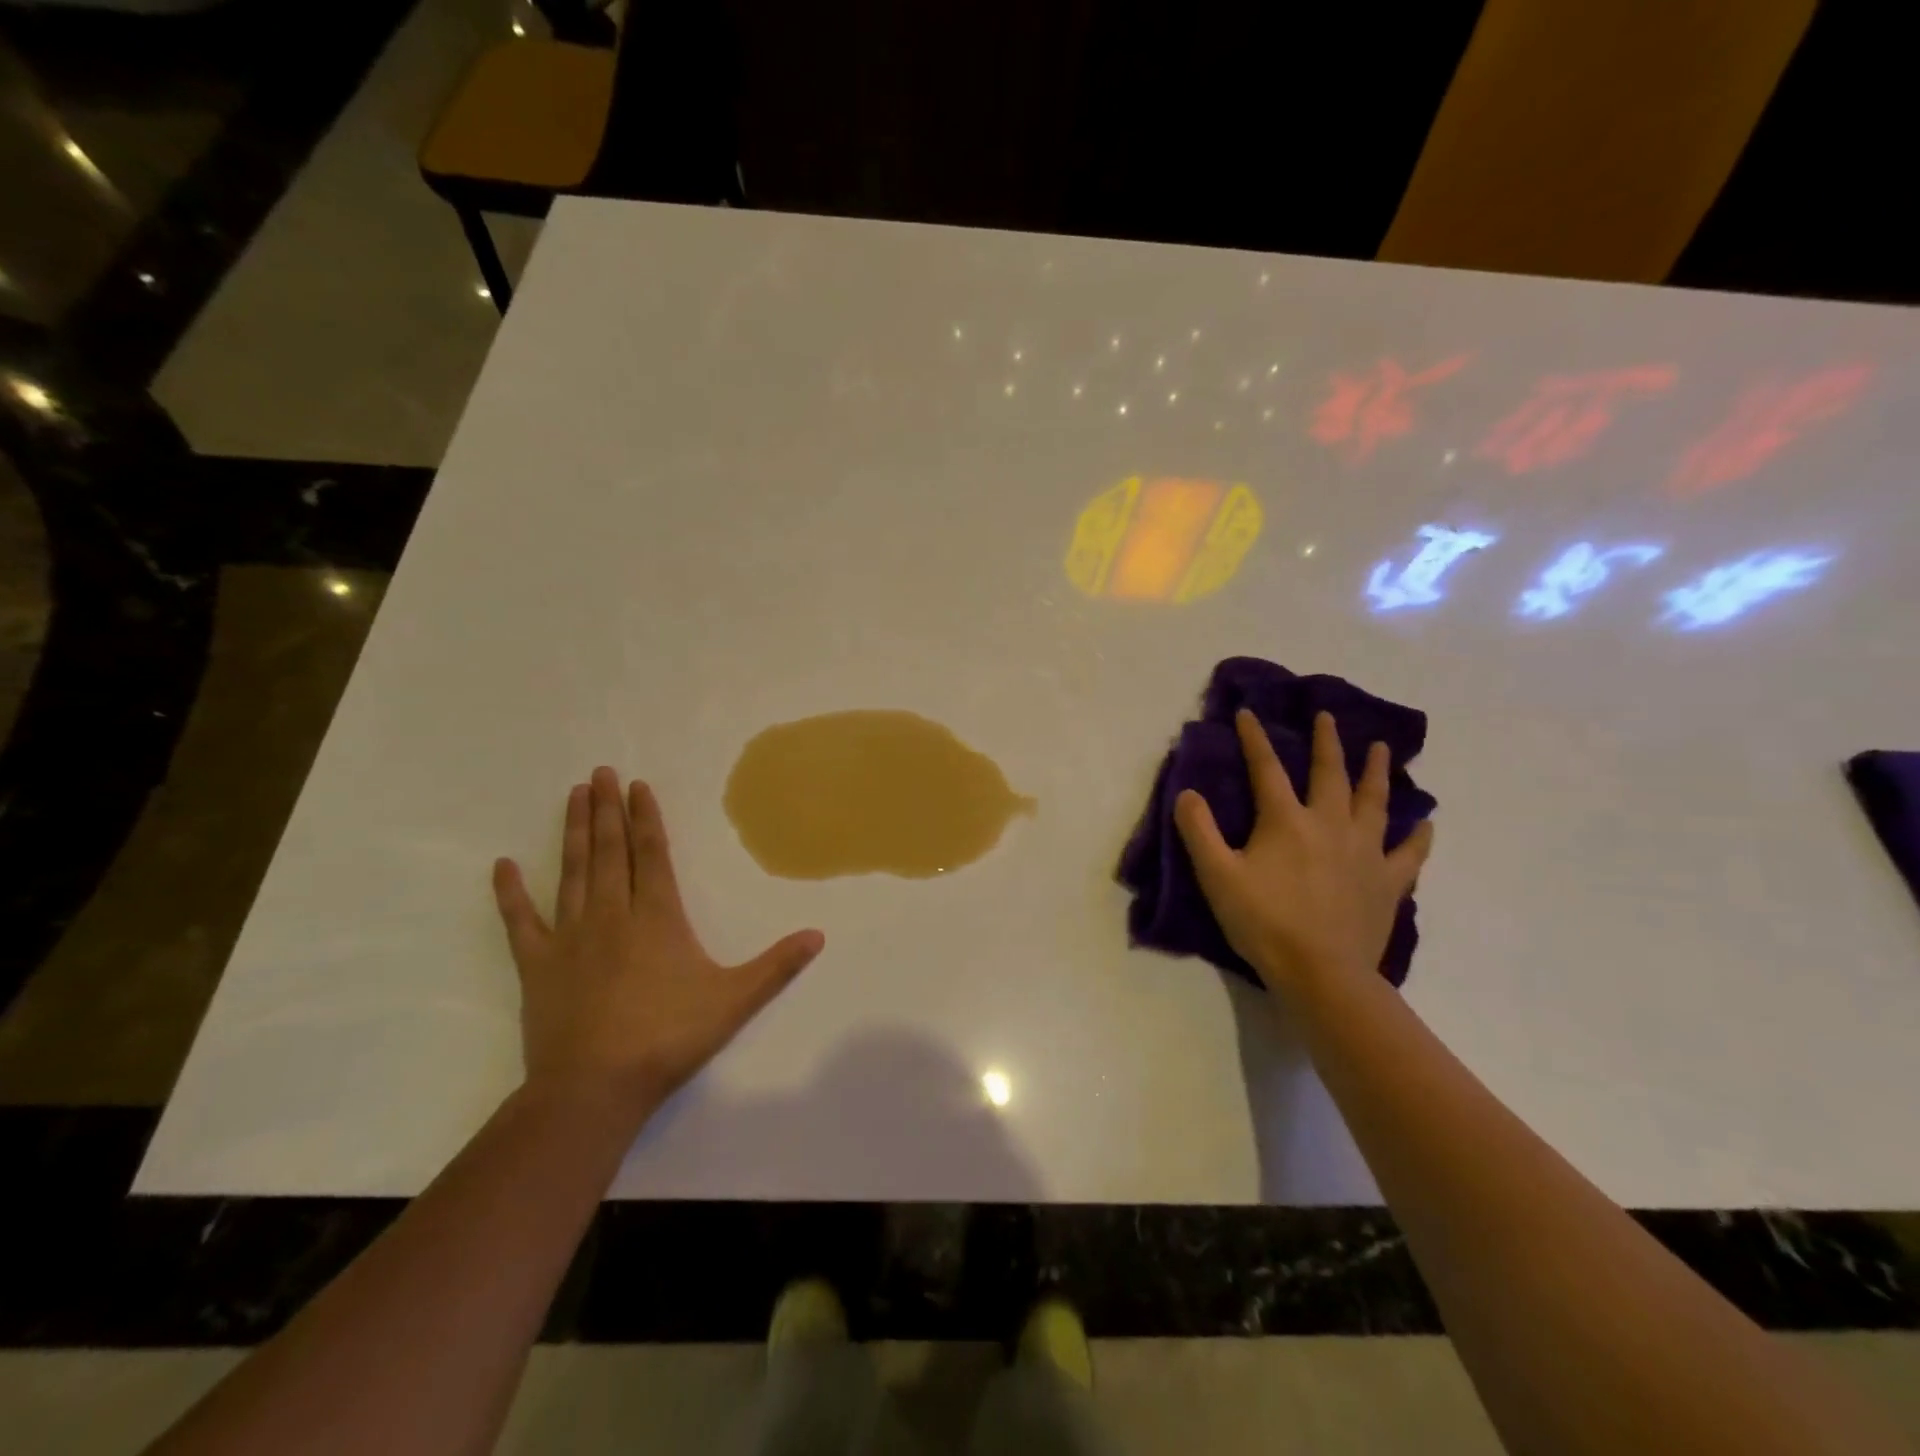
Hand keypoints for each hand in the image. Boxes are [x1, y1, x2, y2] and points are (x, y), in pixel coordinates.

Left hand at [492, 767, 823, 1123]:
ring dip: (574, 833)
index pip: (652, 854)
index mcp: (657, 917)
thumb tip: (818, 936)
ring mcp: (570, 937)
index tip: (636, 785)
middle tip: (599, 773)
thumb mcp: (735, 1001)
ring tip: (572, 796)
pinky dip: (510, 893)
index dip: (646, 817)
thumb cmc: (668, 1038)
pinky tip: (502, 866)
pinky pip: (520, 921)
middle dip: (607, 810)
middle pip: (610, 851)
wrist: (594, 1087)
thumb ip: (777, 966)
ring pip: (573, 873)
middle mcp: (612, 915)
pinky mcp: (537, 965)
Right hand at [1174, 710, 1433, 996]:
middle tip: (1328, 717)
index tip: (1248, 713)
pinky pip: (1409, 853)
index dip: (1254, 738)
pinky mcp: (1387, 882)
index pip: (1267, 768)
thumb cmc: (1263, 922)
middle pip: (1330, 774)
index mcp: (1286, 821)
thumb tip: (1189, 793)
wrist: (1321, 973)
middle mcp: (1330, 824)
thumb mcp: (1216, 875)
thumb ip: (1199, 830)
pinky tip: (1426, 823)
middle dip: (1327, 742)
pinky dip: (1418, 836)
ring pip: (1374, 802)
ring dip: (1377, 772)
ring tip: (1382, 749)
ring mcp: (1365, 852)